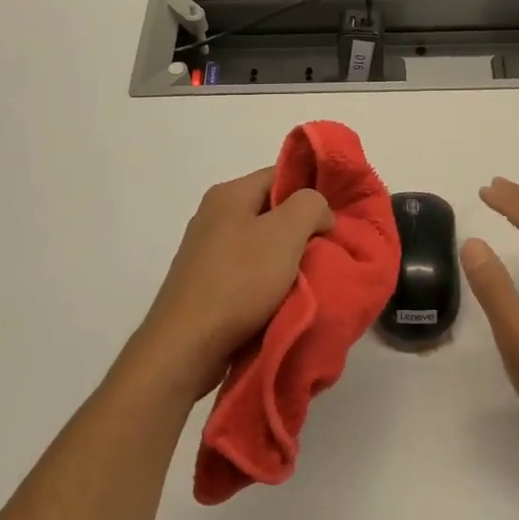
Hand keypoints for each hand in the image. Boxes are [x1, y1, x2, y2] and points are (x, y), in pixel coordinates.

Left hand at [127, 167, 334, 402]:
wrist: (186, 345)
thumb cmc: (239, 281)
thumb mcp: (286, 233)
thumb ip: (311, 206)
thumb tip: (318, 213)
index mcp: (229, 193)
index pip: (281, 174)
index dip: (311, 192)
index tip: (332, 221)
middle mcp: (213, 215)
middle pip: (271, 210)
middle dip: (301, 229)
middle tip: (325, 250)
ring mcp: (206, 250)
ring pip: (261, 243)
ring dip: (286, 260)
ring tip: (308, 278)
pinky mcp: (205, 283)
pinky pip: (247, 271)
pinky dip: (267, 282)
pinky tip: (281, 299)